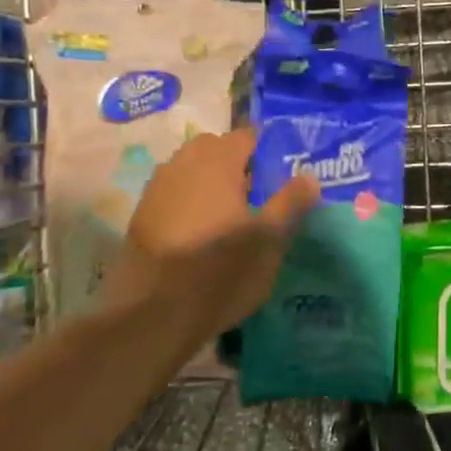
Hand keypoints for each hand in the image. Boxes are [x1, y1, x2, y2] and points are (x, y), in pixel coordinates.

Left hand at [106, 129, 320, 337]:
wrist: (152, 315)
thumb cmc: (220, 270)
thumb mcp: (269, 239)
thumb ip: (290, 202)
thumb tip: (309, 176)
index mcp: (217, 162)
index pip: (247, 135)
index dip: (268, 150)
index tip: (284, 172)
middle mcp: (182, 164)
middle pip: (215, 149)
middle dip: (238, 164)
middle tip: (261, 194)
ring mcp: (157, 190)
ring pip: (192, 171)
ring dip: (212, 183)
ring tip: (233, 216)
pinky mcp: (141, 217)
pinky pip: (174, 194)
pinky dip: (191, 203)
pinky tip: (203, 233)